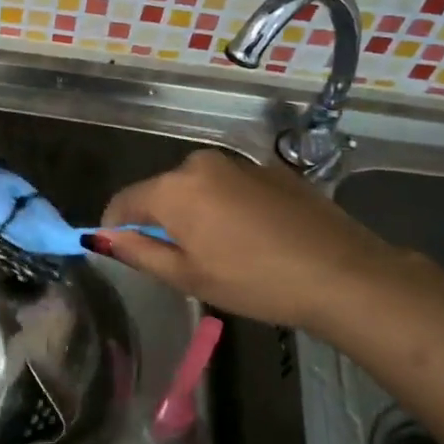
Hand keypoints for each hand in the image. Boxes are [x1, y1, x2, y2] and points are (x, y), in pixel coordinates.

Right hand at [97, 148, 400, 329]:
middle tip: (180, 262)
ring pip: (197, 188)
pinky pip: (229, 186)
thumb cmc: (254, 281)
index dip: (114, 227)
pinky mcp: (270, 169)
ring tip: (220, 251)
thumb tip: (101, 238)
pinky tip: (252, 238)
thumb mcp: (187, 276)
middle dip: (160, 221)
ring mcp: (238, 162)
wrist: (342, 273)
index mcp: (173, 188)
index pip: (123, 201)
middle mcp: (200, 163)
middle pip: (161, 192)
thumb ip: (138, 252)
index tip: (123, 252)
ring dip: (194, 213)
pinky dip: (226, 207)